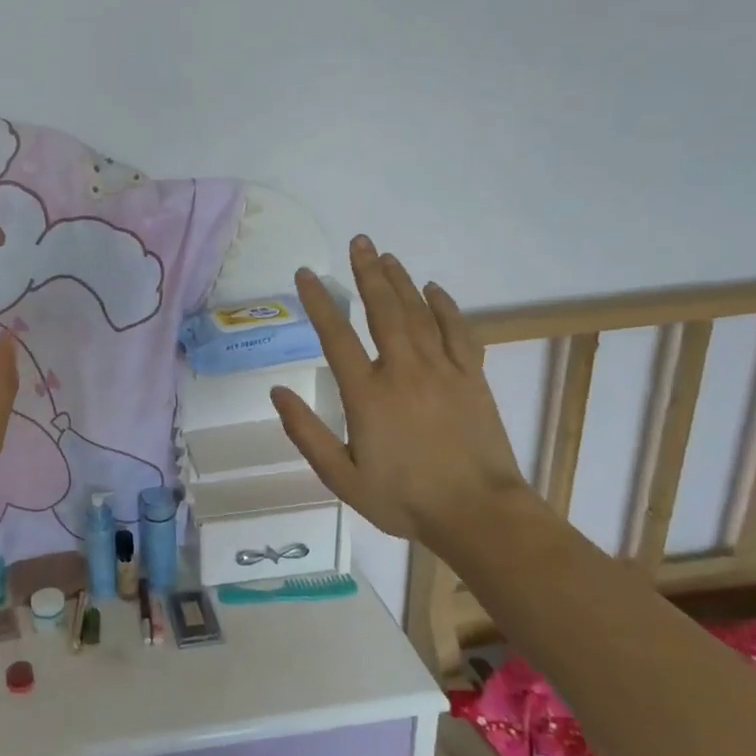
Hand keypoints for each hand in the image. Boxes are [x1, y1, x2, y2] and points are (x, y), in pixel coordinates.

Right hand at [270, 237, 534, 554]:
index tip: (307, 274)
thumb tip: (278, 392)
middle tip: (359, 241)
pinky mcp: (471, 378)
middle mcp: (403, 371)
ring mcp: (442, 370)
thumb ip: (306, 433)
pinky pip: (457, 331)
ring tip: (385, 256)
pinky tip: (434, 289)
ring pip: (418, 313)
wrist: (477, 513)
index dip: (319, 301)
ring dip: (400, 281)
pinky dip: (444, 307)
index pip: (336, 336)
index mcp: (367, 394)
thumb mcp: (341, 477)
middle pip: (382, 310)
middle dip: (367, 273)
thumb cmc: (403, 499)